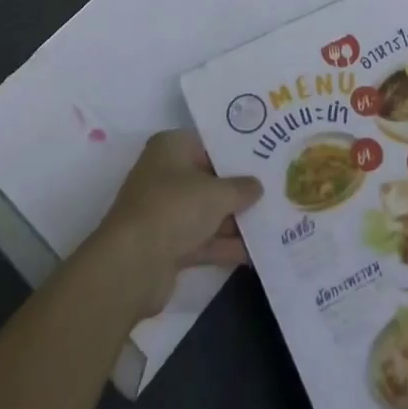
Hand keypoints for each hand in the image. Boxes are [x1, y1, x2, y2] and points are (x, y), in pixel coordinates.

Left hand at [88, 129, 263, 317]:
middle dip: (239, 189)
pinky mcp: (168, 245)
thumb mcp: (216, 193)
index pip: (209, 143)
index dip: (236, 150)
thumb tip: (257, 186)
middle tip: (275, 189)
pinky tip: (257, 252)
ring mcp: (166, 212)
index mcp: (171, 148)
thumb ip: (241, 188)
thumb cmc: (174, 208)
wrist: (132, 265)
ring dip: (235, 220)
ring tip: (273, 221)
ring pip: (207, 212)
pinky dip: (225, 245)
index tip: (265, 155)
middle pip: (209, 178)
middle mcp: (166, 175)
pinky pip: (203, 240)